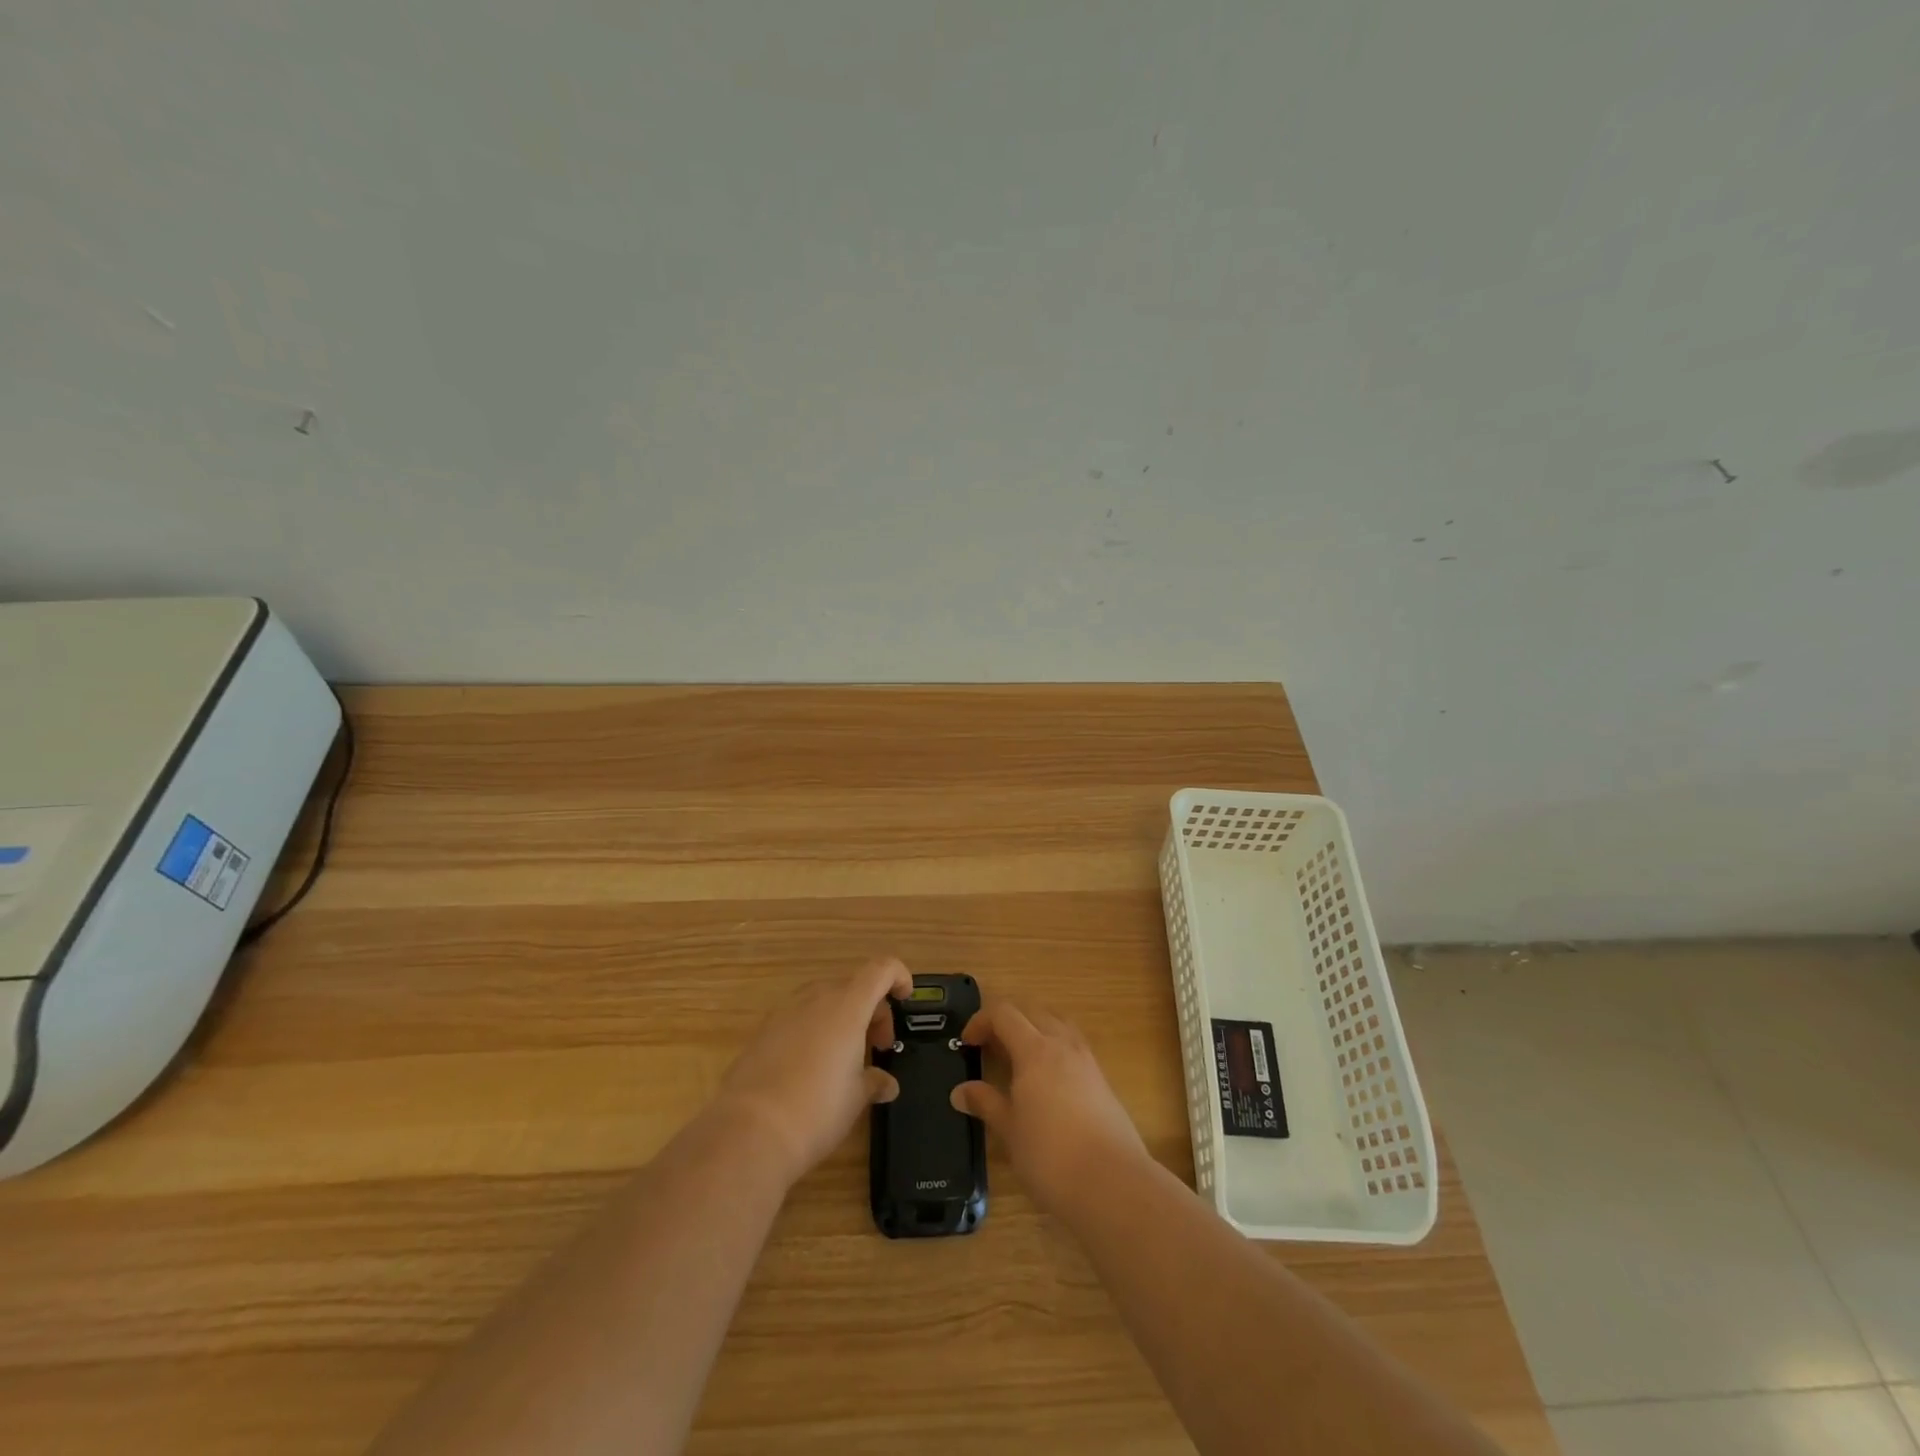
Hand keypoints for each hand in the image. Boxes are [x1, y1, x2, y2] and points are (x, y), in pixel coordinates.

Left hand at [715, 957, 911, 1186]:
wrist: (749, 1132)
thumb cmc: (816, 1109)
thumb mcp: (856, 1098)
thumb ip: (874, 1081)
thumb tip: (886, 1083)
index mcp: (847, 1006)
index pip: (881, 969)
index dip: (898, 976)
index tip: (905, 998)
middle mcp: (816, 998)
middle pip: (854, 986)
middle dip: (872, 1010)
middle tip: (877, 1048)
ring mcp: (784, 1012)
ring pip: (824, 1000)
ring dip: (843, 1018)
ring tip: (845, 1058)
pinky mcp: (762, 1032)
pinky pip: (799, 1018)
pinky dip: (815, 1030)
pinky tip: (812, 1068)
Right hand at [950, 1001, 1148, 1216]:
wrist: (1113, 1184)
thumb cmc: (1050, 1156)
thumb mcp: (1010, 1130)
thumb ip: (986, 1103)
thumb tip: (960, 1091)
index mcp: (1035, 1050)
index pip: (1004, 1014)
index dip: (981, 1020)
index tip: (967, 1043)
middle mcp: (1063, 1045)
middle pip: (1032, 1011)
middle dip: (1007, 1021)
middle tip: (990, 1047)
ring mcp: (1087, 1060)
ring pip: (1058, 1024)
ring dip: (1034, 1029)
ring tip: (1018, 1058)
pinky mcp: (1102, 1080)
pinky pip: (1074, 1046)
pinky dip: (1055, 1048)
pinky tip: (1047, 1081)